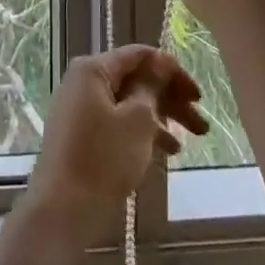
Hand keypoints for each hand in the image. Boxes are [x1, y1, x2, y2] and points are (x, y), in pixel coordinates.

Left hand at [27, 46, 207, 229]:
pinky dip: (143, 131)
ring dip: (163, 117)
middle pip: (136, 80)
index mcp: (93, 69)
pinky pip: (118, 122)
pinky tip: (168, 150)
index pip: (140, 55)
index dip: (172, 70)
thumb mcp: (137, 120)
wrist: (63, 209)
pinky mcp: (82, 134)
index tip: (198, 95)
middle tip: (202, 122)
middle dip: (171, 98)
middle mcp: (84, 82)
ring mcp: (81, 109)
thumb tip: (161, 62)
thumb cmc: (103, 158)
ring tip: (194, 139)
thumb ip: (151, 86)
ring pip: (130, 104)